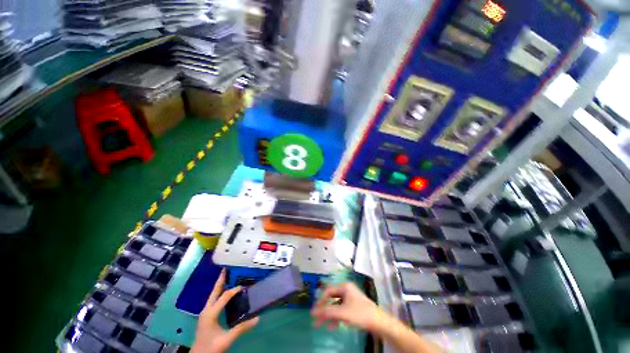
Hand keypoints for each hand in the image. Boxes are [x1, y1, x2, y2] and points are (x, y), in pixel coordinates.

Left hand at [191, 269, 258, 352]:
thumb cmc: (211, 347)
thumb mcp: (227, 338)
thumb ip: (241, 328)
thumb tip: (257, 318)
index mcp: (211, 313)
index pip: (224, 296)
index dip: (234, 290)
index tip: (244, 286)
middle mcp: (206, 310)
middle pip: (214, 291)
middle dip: (221, 280)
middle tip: (227, 269)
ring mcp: (205, 312)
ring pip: (213, 295)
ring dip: (220, 286)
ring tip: (227, 277)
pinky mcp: (206, 316)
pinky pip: (213, 300)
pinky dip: (219, 293)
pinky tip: (224, 293)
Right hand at [311, 282, 385, 331]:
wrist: (379, 322)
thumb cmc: (360, 314)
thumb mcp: (342, 312)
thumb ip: (327, 311)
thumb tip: (313, 312)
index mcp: (344, 286)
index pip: (328, 291)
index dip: (320, 301)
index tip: (314, 312)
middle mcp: (346, 290)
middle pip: (331, 298)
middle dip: (323, 310)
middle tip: (315, 320)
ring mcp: (350, 298)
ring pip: (335, 305)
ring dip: (328, 315)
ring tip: (321, 325)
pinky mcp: (353, 306)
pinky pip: (341, 310)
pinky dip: (336, 317)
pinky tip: (332, 326)